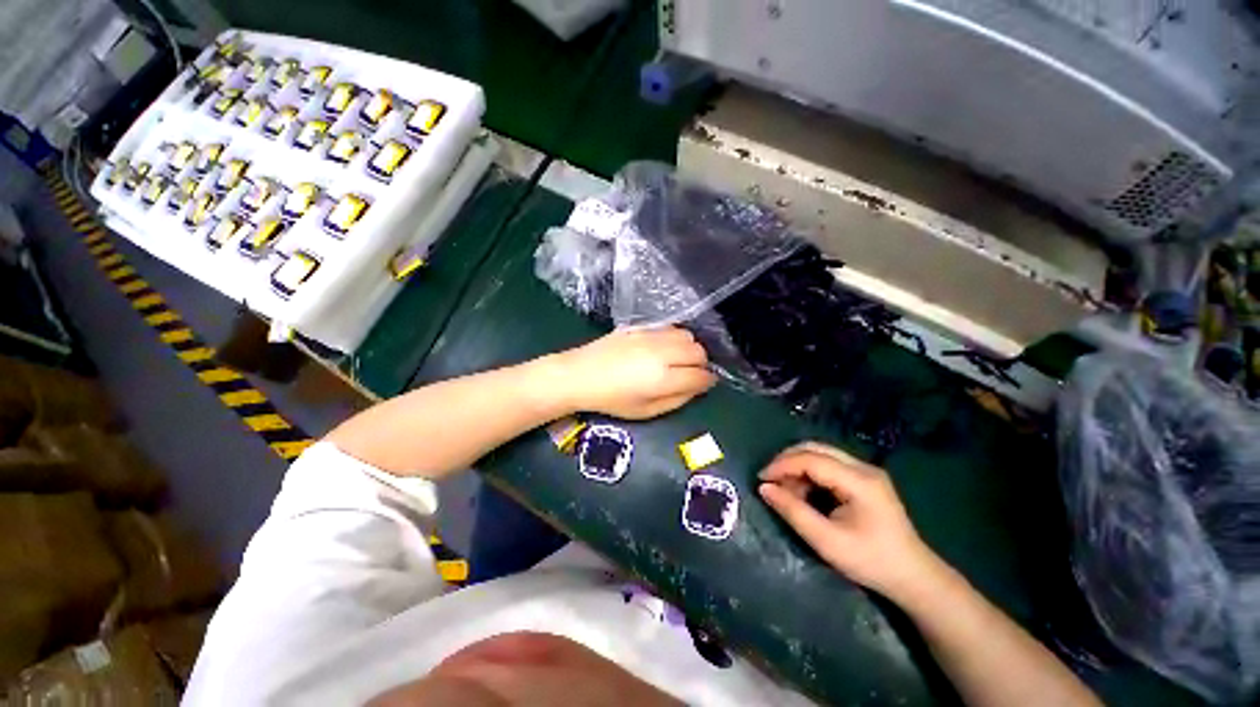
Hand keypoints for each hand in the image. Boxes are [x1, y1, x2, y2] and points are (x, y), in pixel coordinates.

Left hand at [556, 327, 716, 419]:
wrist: (581, 375)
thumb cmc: (612, 400)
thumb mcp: (646, 411)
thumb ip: (677, 399)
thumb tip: (698, 387)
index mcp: (663, 377)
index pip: (700, 375)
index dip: (707, 381)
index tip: (704, 384)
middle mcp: (662, 352)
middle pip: (698, 351)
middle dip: (700, 363)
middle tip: (690, 373)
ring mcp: (651, 336)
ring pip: (686, 335)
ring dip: (688, 347)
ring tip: (677, 358)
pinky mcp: (640, 326)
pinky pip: (668, 327)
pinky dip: (674, 337)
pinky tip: (662, 347)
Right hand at [758, 442, 942, 600]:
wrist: (914, 577)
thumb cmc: (871, 561)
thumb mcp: (827, 541)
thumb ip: (793, 512)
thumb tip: (764, 489)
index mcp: (859, 481)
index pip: (811, 459)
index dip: (782, 465)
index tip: (761, 479)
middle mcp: (863, 467)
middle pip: (815, 449)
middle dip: (787, 461)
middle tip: (770, 480)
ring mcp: (866, 472)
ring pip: (821, 455)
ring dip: (798, 467)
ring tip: (786, 491)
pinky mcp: (864, 480)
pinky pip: (829, 465)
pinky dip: (810, 474)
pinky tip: (804, 493)